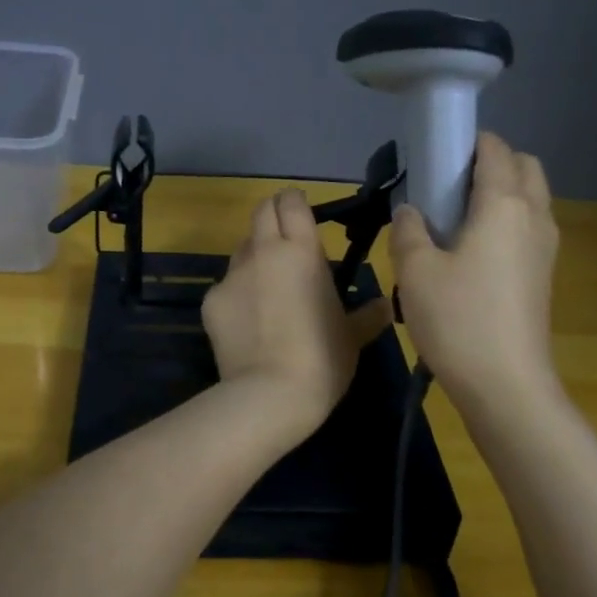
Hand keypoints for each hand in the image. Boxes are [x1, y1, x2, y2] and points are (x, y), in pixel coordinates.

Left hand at [203, 189, 393, 436]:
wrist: (269, 394)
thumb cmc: (322, 360)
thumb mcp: (352, 337)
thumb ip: (368, 315)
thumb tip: (386, 305)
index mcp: (302, 251)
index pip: (291, 202)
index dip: (294, 201)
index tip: (301, 212)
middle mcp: (263, 252)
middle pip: (261, 212)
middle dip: (272, 216)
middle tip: (286, 239)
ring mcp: (232, 275)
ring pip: (242, 250)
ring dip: (255, 257)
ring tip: (268, 288)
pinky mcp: (210, 301)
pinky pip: (226, 286)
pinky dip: (237, 295)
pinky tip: (248, 323)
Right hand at [389, 131, 559, 408]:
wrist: (506, 385)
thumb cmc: (458, 320)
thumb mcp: (416, 271)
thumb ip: (409, 230)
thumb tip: (410, 210)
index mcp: (504, 205)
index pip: (496, 150)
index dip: (468, 142)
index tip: (436, 151)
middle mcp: (534, 217)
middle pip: (525, 167)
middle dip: (493, 162)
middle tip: (449, 184)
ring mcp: (545, 248)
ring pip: (531, 199)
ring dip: (502, 192)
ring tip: (455, 218)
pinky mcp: (543, 275)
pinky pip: (528, 228)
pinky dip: (506, 221)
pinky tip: (470, 251)